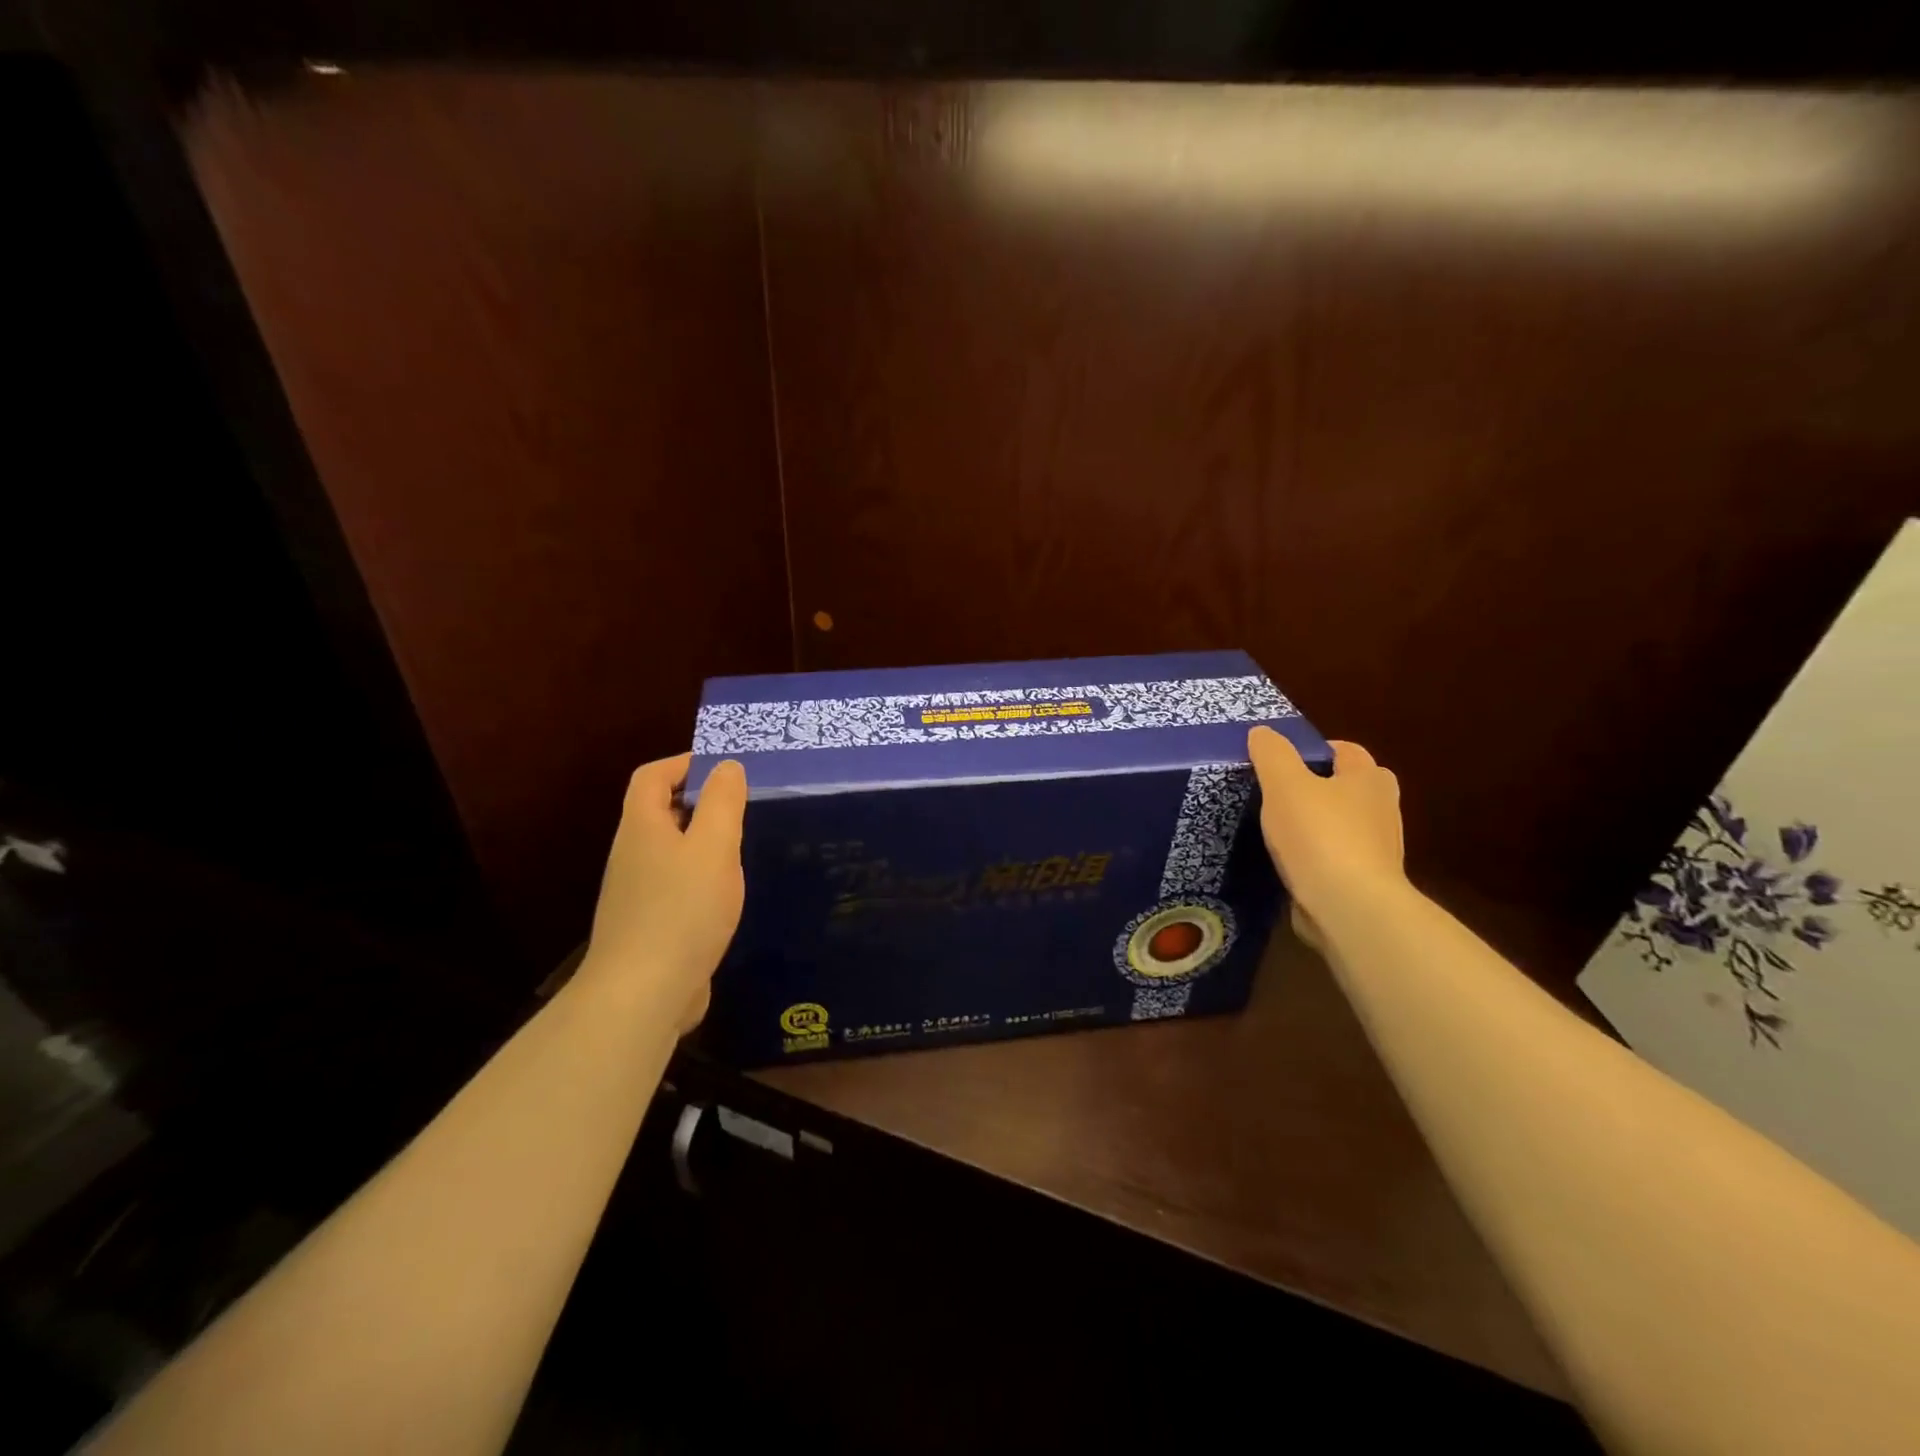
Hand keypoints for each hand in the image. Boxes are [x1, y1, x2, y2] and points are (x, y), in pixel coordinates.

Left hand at [578, 753, 746, 1031]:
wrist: (643, 994)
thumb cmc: (683, 909)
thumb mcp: (714, 847)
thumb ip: (723, 802)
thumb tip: (727, 766)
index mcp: (642, 828)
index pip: (652, 776)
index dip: (684, 763)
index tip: (724, 769)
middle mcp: (632, 855)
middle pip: (659, 812)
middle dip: (699, 802)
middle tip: (742, 807)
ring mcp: (636, 893)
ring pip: (669, 851)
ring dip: (701, 843)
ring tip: (740, 848)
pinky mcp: (648, 926)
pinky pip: (675, 886)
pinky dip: (700, 878)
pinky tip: (726, 896)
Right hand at [1246, 727, 1404, 945]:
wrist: (1349, 907)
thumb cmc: (1319, 835)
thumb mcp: (1284, 785)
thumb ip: (1272, 754)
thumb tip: (1262, 732)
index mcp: (1367, 779)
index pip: (1347, 751)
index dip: (1317, 749)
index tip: (1284, 759)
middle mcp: (1382, 810)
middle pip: (1353, 787)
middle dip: (1325, 786)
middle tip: (1285, 792)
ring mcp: (1379, 850)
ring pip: (1347, 825)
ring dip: (1321, 824)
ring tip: (1281, 829)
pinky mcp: (1366, 883)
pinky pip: (1339, 859)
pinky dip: (1319, 857)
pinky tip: (1291, 864)